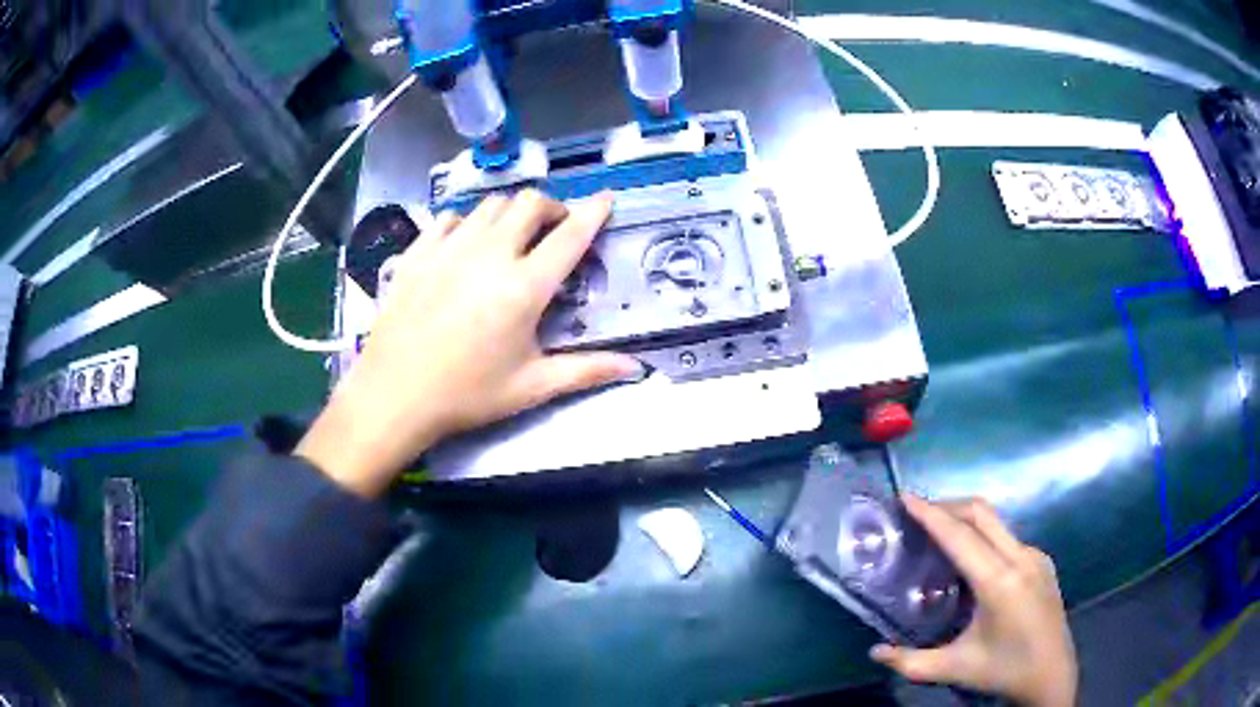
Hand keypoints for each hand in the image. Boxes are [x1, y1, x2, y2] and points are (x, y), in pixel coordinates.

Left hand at [296, 190, 640, 496]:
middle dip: (551, 208)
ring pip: (489, 205)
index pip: (569, 235)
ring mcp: (448, 249)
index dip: (593, 212)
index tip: (606, 198)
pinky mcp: (417, 253)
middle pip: (529, 203)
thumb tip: (634, 367)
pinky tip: (464, 244)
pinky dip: (466, 222)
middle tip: (554, 230)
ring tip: (511, 237)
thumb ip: (585, 371)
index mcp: (523, 287)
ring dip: (510, 213)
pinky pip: (448, 219)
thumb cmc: (466, 395)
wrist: (394, 395)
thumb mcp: (530, 387)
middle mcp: (489, 255)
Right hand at [870, 496, 1077, 706]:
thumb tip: (875, 651)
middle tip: (917, 513)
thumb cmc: (1003, 670)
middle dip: (948, 506)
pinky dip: (983, 538)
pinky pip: (1008, 538)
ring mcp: (1036, 556)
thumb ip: (910, 662)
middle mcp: (1021, 558)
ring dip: (966, 521)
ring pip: (996, 523)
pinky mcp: (1042, 561)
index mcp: (999, 582)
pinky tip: (972, 563)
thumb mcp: (953, 669)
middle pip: (982, 514)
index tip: (906, 497)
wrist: (1052, 674)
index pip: (961, 537)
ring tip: (940, 537)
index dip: (931, 514)